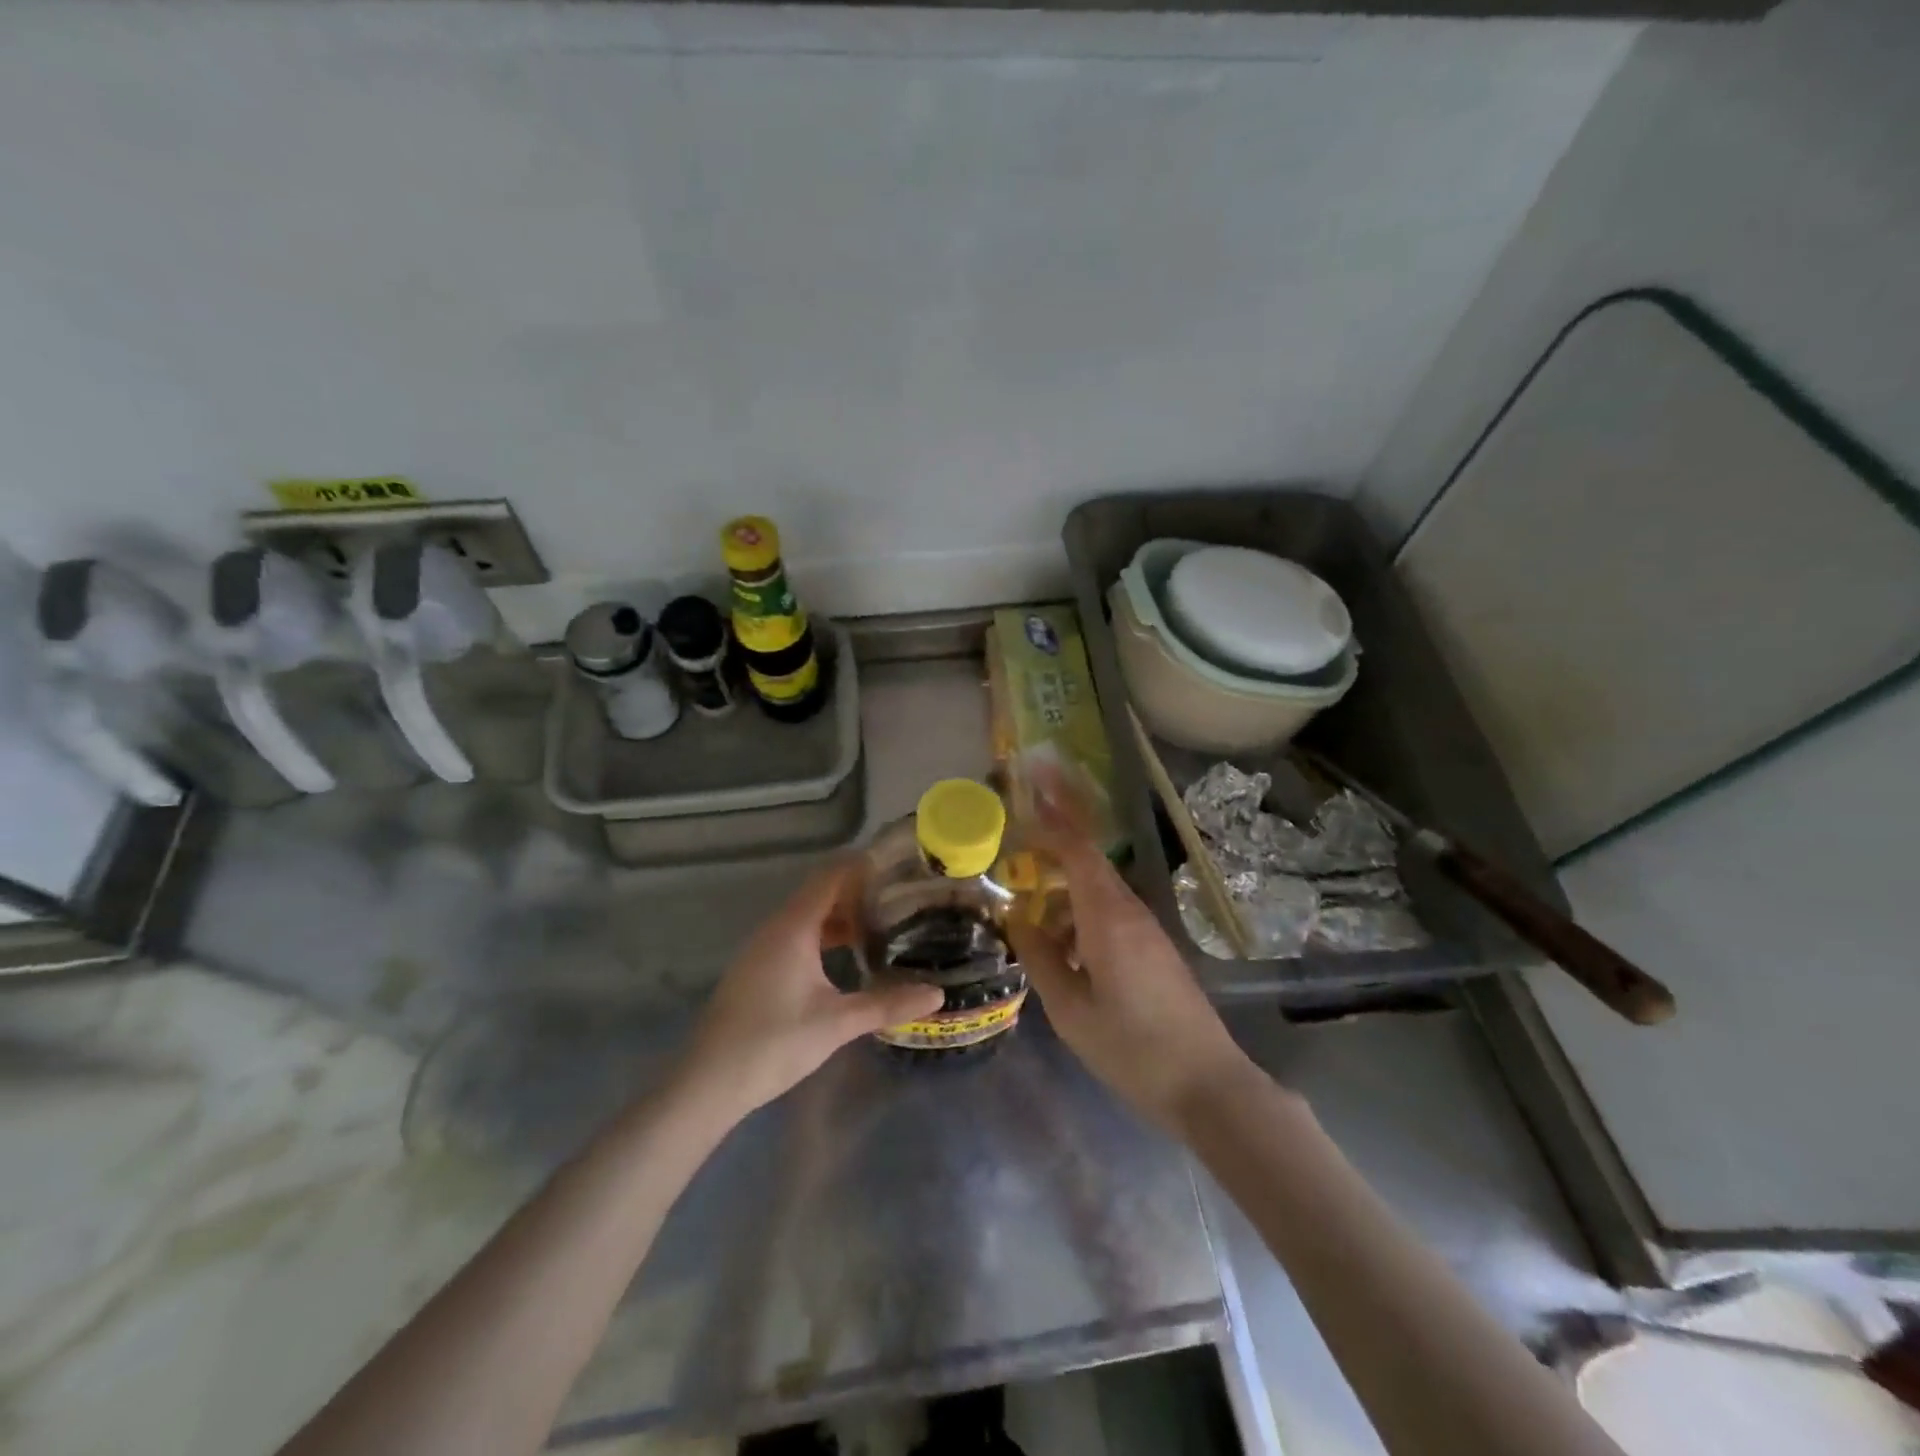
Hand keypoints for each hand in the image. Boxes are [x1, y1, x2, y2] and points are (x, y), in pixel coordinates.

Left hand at [671, 862, 944, 1123]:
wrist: (708, 1082)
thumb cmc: (774, 1043)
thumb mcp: (837, 1023)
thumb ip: (887, 1004)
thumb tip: (937, 994)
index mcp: (793, 927)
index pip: (831, 876)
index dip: (863, 865)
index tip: (898, 865)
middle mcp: (776, 928)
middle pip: (820, 892)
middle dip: (858, 891)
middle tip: (900, 896)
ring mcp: (763, 948)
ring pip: (808, 916)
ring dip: (842, 915)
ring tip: (882, 923)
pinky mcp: (758, 968)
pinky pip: (797, 935)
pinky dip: (825, 935)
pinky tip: (847, 956)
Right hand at [1006, 778, 1255, 1134]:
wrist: (1207, 1085)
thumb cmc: (1132, 1048)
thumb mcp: (1070, 1010)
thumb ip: (1039, 958)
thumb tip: (1016, 918)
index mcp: (1107, 917)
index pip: (1077, 848)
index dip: (1053, 814)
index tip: (1030, 784)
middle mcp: (1129, 911)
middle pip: (1088, 859)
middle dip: (1055, 837)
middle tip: (1018, 833)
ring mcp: (1146, 929)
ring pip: (1097, 888)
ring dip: (1063, 885)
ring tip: (1027, 903)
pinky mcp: (1153, 948)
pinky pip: (1108, 913)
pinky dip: (1078, 912)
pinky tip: (1060, 943)